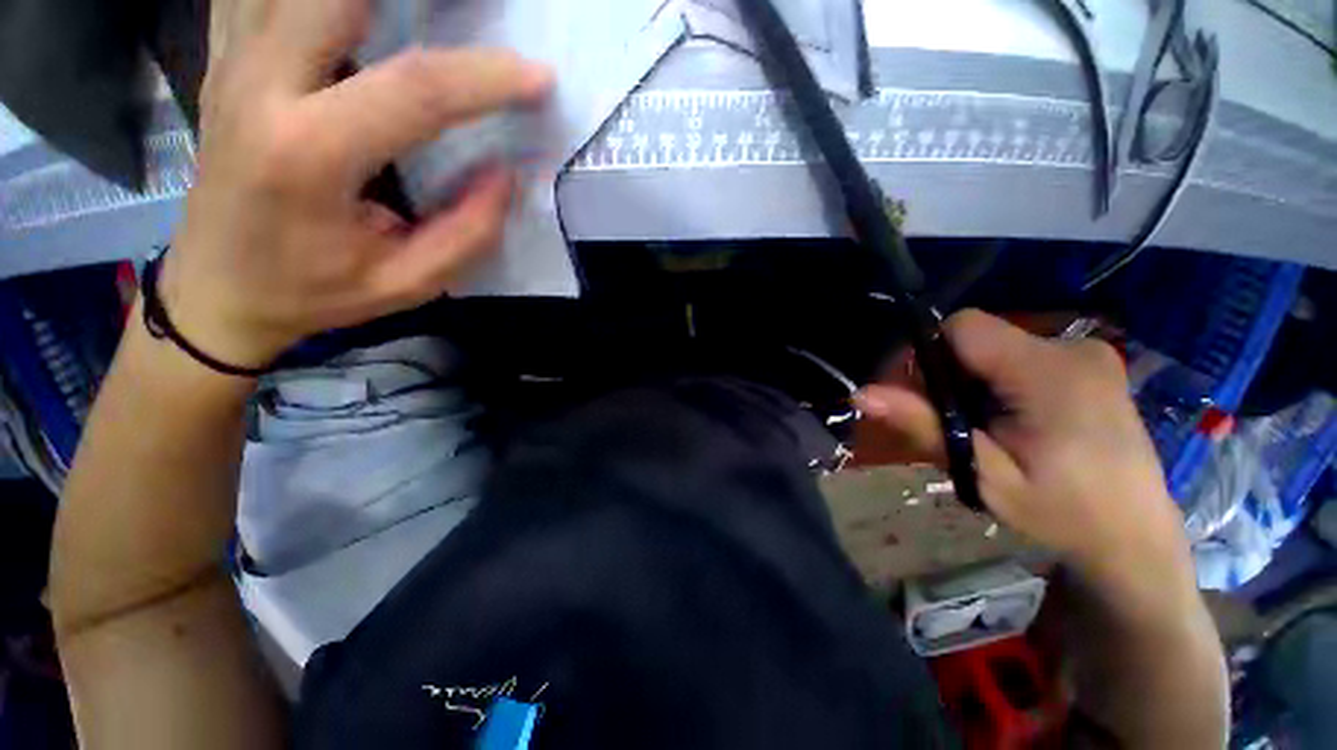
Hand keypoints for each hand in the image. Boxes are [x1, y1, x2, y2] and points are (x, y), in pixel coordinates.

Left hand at [160, 0, 553, 367]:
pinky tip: (349, 15)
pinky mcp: (223, 58)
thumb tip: (506, 174)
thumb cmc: (314, 292)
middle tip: (470, 12)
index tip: (539, 77)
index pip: (416, 89)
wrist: (217, 290)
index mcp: (308, 154)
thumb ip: (467, 233)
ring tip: (419, 10)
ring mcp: (232, 62)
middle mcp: (259, 87)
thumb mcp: (407, 284)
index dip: (487, 77)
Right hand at [858, 311, 1192, 594]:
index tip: (919, 397)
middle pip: (977, 338)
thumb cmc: (1063, 514)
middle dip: (949, 375)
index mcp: (1049, 371)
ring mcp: (1088, 354)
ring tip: (985, 430)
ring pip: (996, 348)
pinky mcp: (1092, 366)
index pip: (962, 326)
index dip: (928, 354)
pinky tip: (1012, 423)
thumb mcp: (984, 474)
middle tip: (954, 426)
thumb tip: (862, 394)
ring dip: (972, 382)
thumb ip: (924, 425)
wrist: (1135, 540)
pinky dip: (999, 383)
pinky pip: (1020, 357)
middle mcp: (1072, 347)